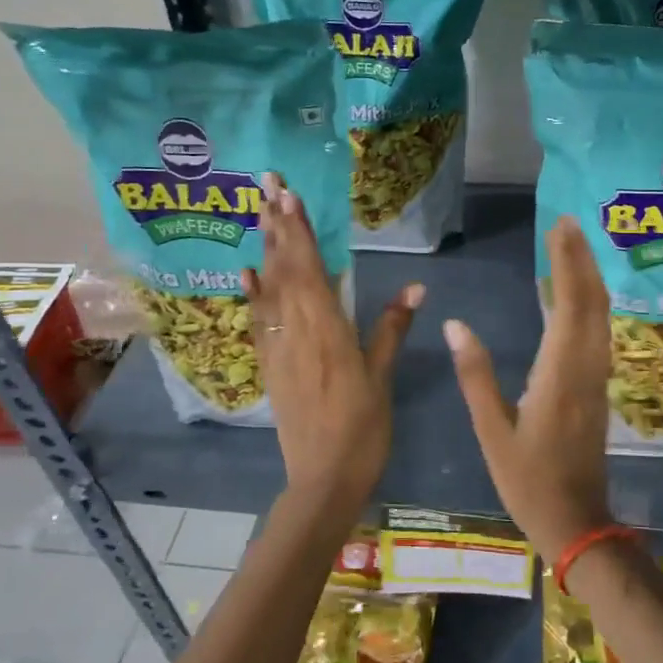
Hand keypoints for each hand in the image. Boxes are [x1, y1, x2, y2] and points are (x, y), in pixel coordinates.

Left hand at [242, 174, 420, 524]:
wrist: (323, 478)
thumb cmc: (363, 428)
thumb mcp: (382, 377)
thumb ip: (392, 328)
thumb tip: (416, 286)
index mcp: (328, 330)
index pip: (310, 269)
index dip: (299, 231)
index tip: (289, 195)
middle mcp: (297, 330)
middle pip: (284, 269)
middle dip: (276, 225)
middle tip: (266, 184)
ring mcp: (277, 348)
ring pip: (268, 289)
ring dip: (264, 249)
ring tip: (258, 213)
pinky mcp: (269, 366)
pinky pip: (257, 322)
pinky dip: (252, 295)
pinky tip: (247, 274)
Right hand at [443, 216, 612, 563]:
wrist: (577, 522)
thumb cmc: (528, 482)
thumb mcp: (492, 432)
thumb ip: (476, 376)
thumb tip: (455, 324)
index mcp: (559, 375)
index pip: (569, 305)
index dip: (567, 262)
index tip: (560, 227)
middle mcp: (586, 368)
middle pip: (593, 302)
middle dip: (583, 259)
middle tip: (568, 223)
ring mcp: (598, 378)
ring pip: (601, 316)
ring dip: (590, 278)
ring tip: (573, 247)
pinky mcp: (598, 388)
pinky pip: (599, 333)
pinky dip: (590, 303)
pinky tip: (576, 296)